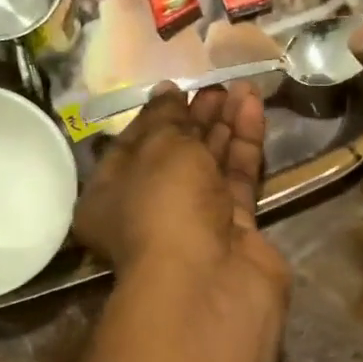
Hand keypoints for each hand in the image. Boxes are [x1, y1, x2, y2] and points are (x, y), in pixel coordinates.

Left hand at [73, 81, 289, 302]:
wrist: (208, 276)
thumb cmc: (163, 203)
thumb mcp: (158, 148)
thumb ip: (166, 118)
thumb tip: (167, 94)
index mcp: (109, 197)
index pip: (131, 146)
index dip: (155, 115)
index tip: (177, 89)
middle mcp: (148, 212)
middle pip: (175, 156)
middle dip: (195, 119)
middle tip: (216, 85)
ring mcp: (193, 224)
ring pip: (210, 166)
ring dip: (224, 125)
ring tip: (243, 87)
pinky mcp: (234, 230)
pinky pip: (237, 179)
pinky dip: (244, 144)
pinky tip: (253, 107)